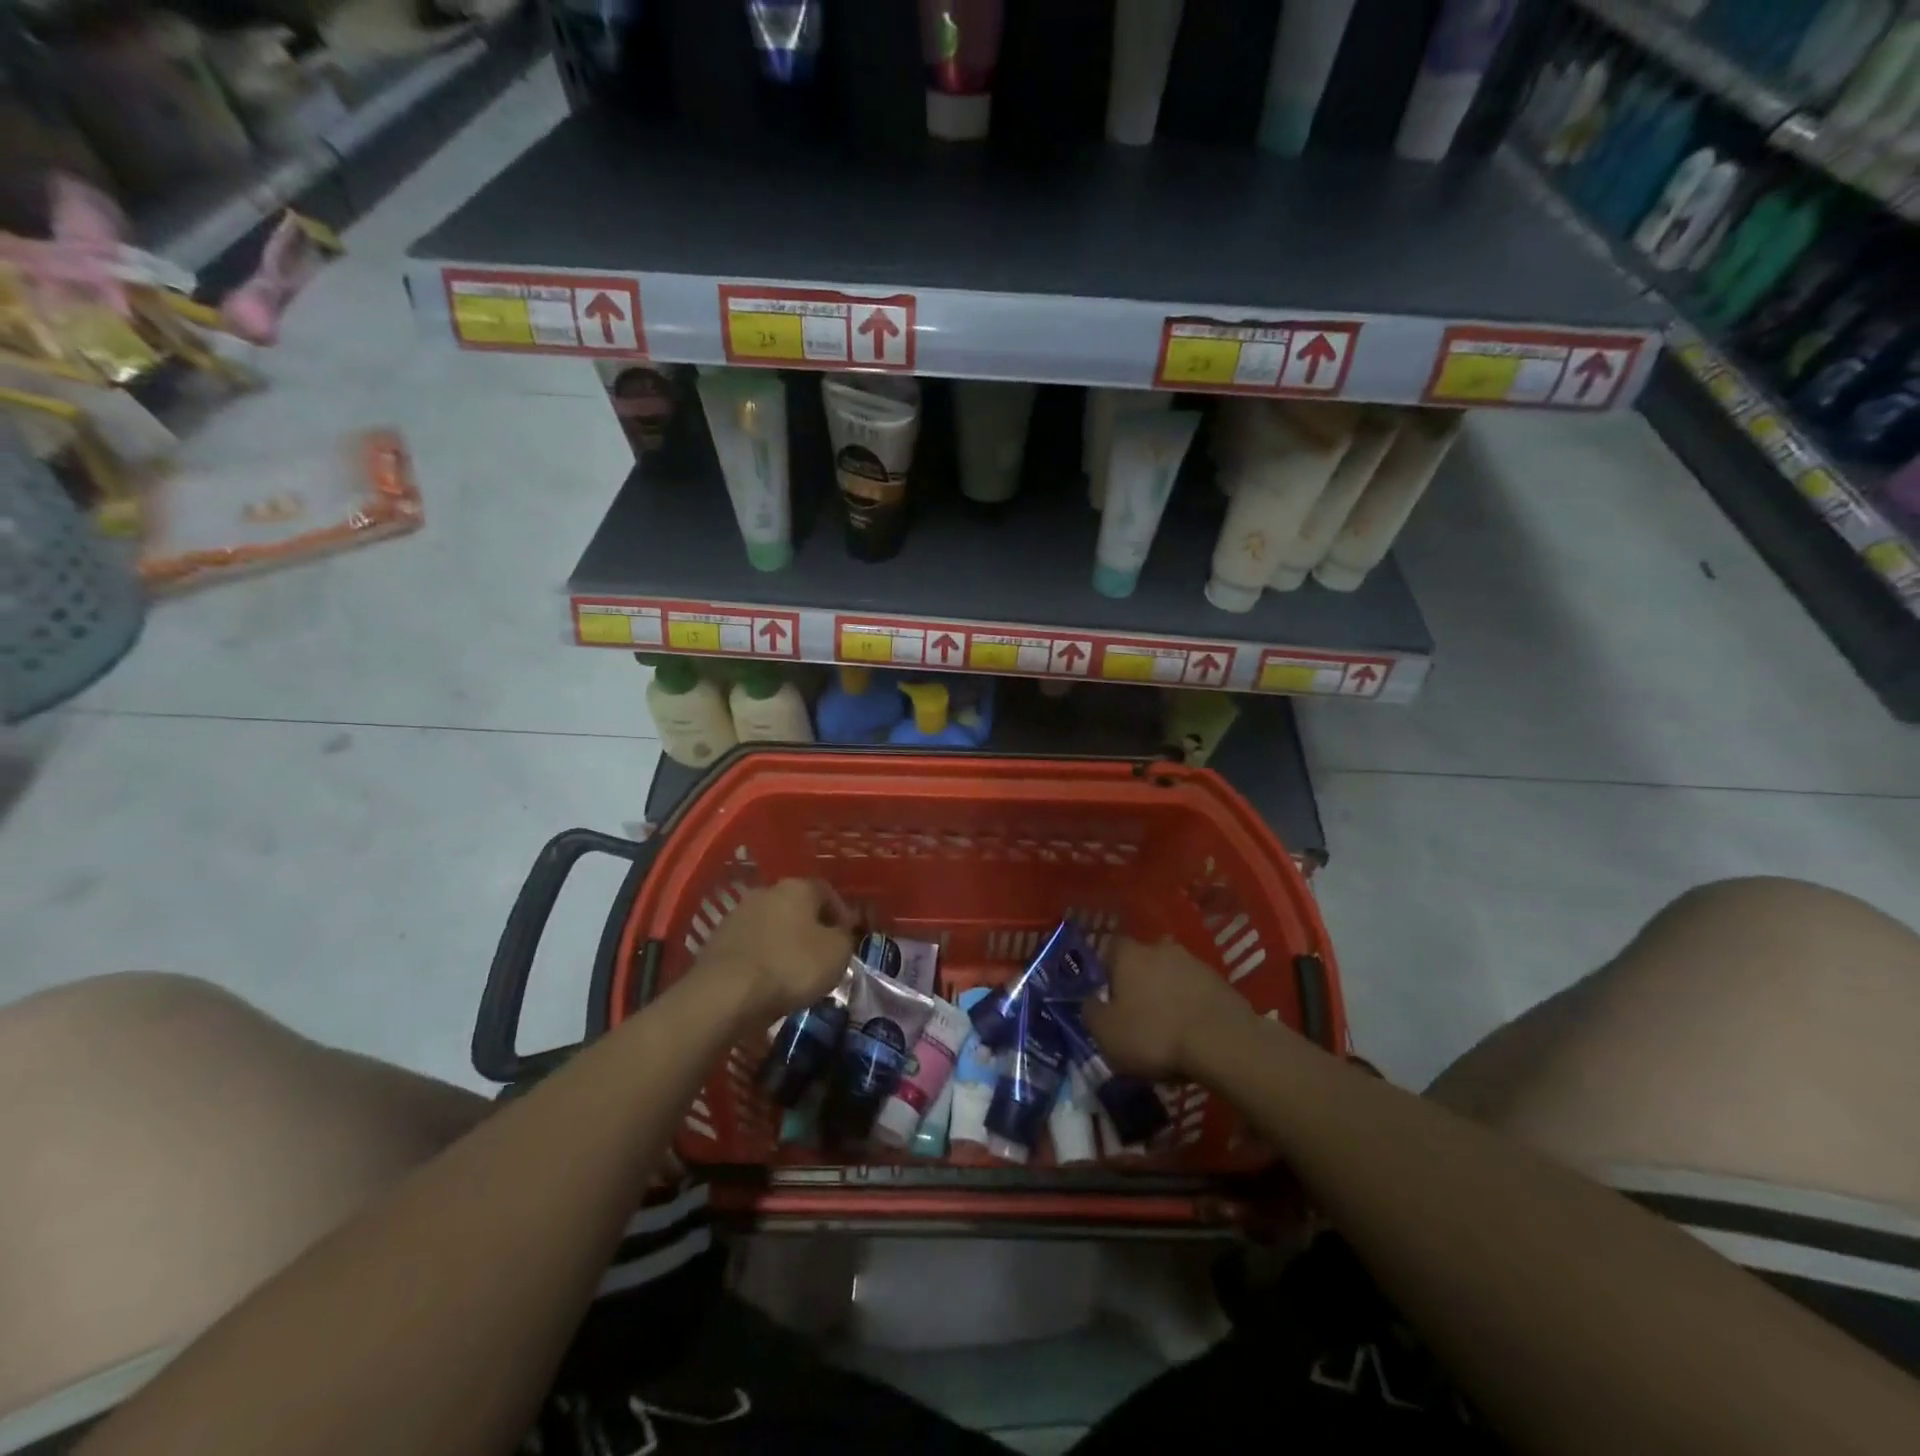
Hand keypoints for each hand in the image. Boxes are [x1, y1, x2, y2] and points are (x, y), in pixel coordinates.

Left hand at [689, 879, 855, 1028]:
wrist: (725, 993)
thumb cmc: (791, 966)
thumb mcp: (837, 954)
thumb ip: (845, 937)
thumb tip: (839, 934)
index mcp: (798, 887)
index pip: (827, 891)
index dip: (841, 914)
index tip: (848, 938)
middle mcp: (766, 891)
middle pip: (797, 906)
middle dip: (810, 926)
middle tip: (822, 954)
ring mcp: (738, 914)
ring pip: (772, 924)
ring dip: (784, 941)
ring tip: (794, 970)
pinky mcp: (717, 939)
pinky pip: (751, 944)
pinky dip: (762, 956)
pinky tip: (767, 979)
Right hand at [1083, 937, 1253, 1079]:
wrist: (1224, 1044)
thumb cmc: (1154, 1035)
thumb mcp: (1107, 1034)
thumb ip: (1091, 1012)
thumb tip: (1090, 1001)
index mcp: (1128, 955)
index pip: (1109, 948)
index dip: (1105, 969)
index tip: (1105, 994)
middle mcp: (1160, 948)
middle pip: (1143, 959)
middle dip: (1138, 980)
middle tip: (1135, 1011)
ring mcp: (1195, 963)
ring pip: (1171, 973)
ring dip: (1167, 992)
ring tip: (1166, 1025)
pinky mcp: (1222, 982)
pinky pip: (1196, 990)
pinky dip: (1191, 1004)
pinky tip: (1191, 1031)